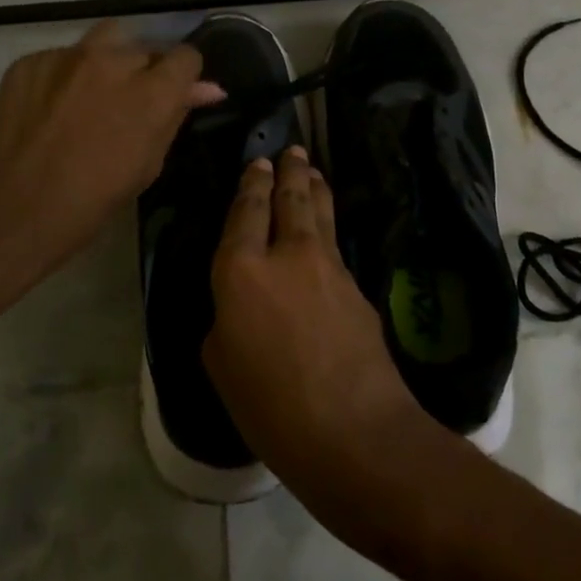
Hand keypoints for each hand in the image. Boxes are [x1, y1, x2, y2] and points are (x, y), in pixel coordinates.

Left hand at [0, 20, 224, 272]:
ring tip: (93, 93)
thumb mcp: (149, 163)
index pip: (186, 56)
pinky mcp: (30, 61)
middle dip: (144, 70)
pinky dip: (66, 75)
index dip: (183, 77)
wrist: (14, 209)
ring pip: (104, 39)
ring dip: (109, 59)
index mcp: (152, 91)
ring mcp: (67, 57)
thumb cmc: (93, 200)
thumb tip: (206, 90)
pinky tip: (52, 107)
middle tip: (129, 102)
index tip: (173, 95)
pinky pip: (61, 57)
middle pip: (145, 46)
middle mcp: (113, 62)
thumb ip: (175, 117)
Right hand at [204, 147, 441, 547]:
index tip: (257, 163)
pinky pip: (337, 247)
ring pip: (321, 213)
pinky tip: (326, 235)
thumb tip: (243, 305)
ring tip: (312, 169)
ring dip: (314, 187)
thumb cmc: (270, 405)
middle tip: (292, 150)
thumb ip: (226, 319)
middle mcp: (288, 255)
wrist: (354, 430)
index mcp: (241, 271)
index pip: (245, 212)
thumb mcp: (221, 363)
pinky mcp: (359, 287)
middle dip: (289, 170)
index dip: (250, 184)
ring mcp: (330, 267)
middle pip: (290, 199)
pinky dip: (328, 231)